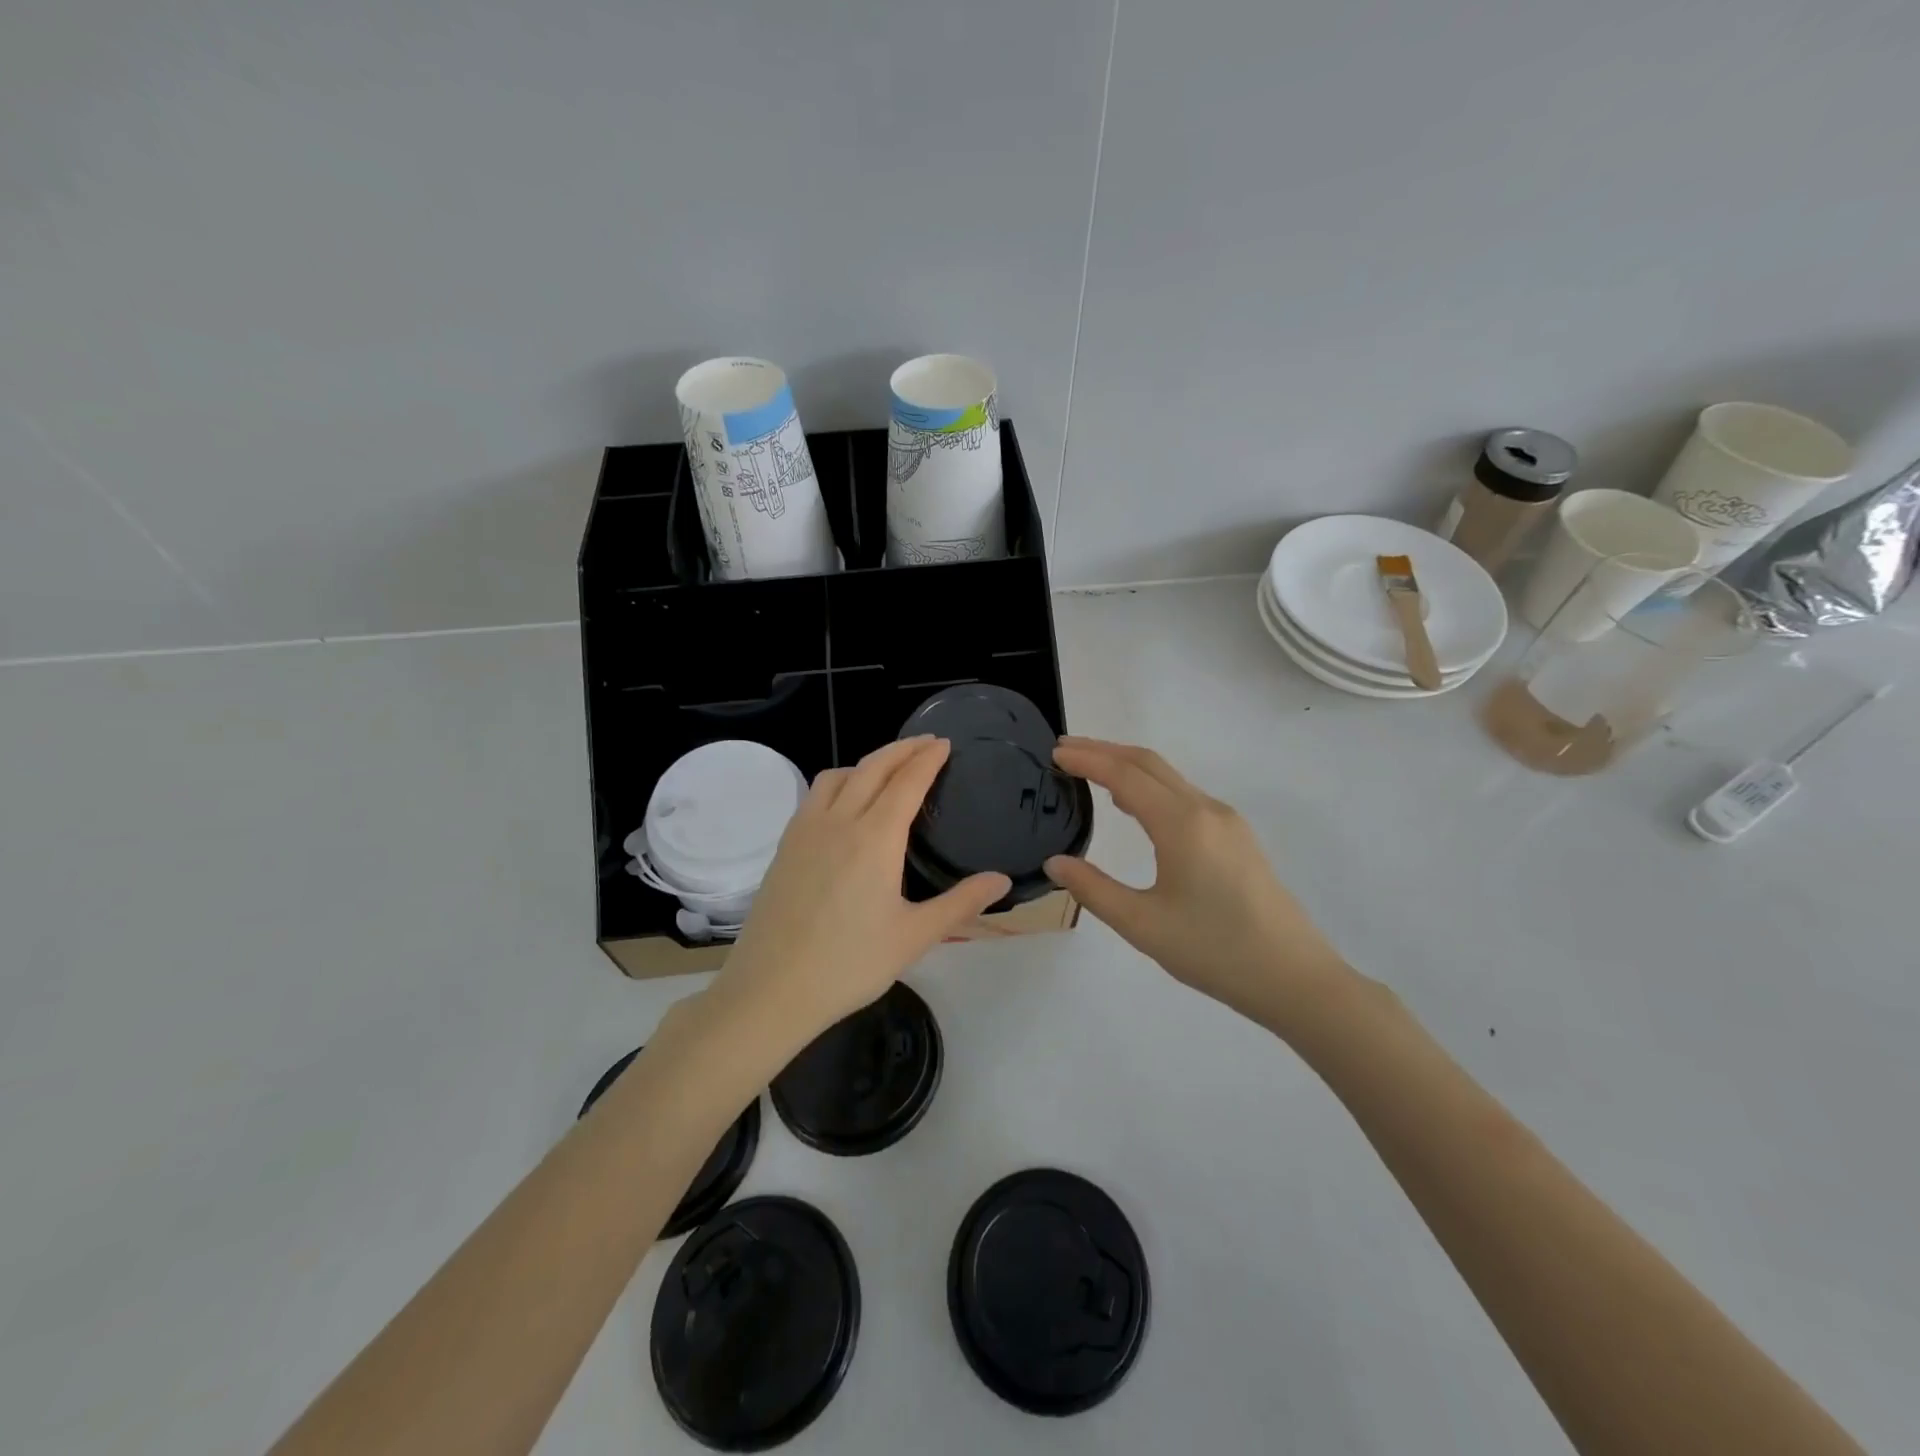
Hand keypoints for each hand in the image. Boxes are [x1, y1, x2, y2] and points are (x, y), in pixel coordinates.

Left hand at [708, 736, 1010, 1042]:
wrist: (771, 990)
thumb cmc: (849, 965)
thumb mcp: (914, 937)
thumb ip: (961, 904)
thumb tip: (1002, 880)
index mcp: (875, 838)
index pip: (906, 782)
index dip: (927, 758)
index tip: (944, 743)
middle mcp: (838, 822)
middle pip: (872, 767)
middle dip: (902, 749)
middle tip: (926, 743)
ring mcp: (805, 831)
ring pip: (838, 776)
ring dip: (867, 763)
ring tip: (888, 771)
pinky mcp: (785, 846)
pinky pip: (815, 796)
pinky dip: (839, 782)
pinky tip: (845, 805)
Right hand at [1044, 737, 1350, 1028]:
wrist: (1294, 978)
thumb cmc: (1214, 951)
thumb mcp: (1142, 925)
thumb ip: (1094, 889)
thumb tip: (1055, 863)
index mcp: (1182, 824)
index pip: (1125, 774)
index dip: (1087, 759)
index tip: (1054, 752)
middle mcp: (1206, 810)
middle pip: (1149, 763)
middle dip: (1105, 750)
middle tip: (1065, 750)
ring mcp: (1227, 821)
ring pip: (1170, 777)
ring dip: (1129, 767)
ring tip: (1091, 771)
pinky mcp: (1237, 837)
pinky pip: (1184, 795)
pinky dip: (1151, 786)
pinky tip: (1135, 806)